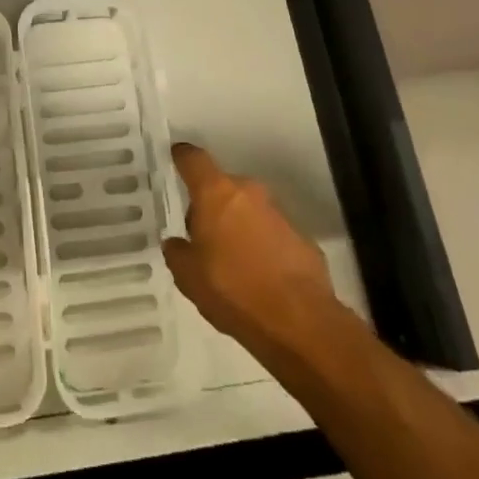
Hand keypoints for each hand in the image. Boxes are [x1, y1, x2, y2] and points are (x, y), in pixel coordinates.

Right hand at [163, 143, 339, 355]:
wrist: (299, 321)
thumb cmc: (233, 290)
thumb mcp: (188, 278)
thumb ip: (178, 253)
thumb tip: (177, 243)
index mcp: (216, 193)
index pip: (194, 159)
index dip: (183, 157)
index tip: (177, 157)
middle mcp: (248, 192)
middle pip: (223, 187)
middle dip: (212, 206)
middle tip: (203, 236)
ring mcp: (279, 213)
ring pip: (249, 210)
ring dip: (239, 226)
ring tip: (232, 261)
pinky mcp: (302, 237)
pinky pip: (272, 233)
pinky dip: (263, 245)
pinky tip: (260, 276)